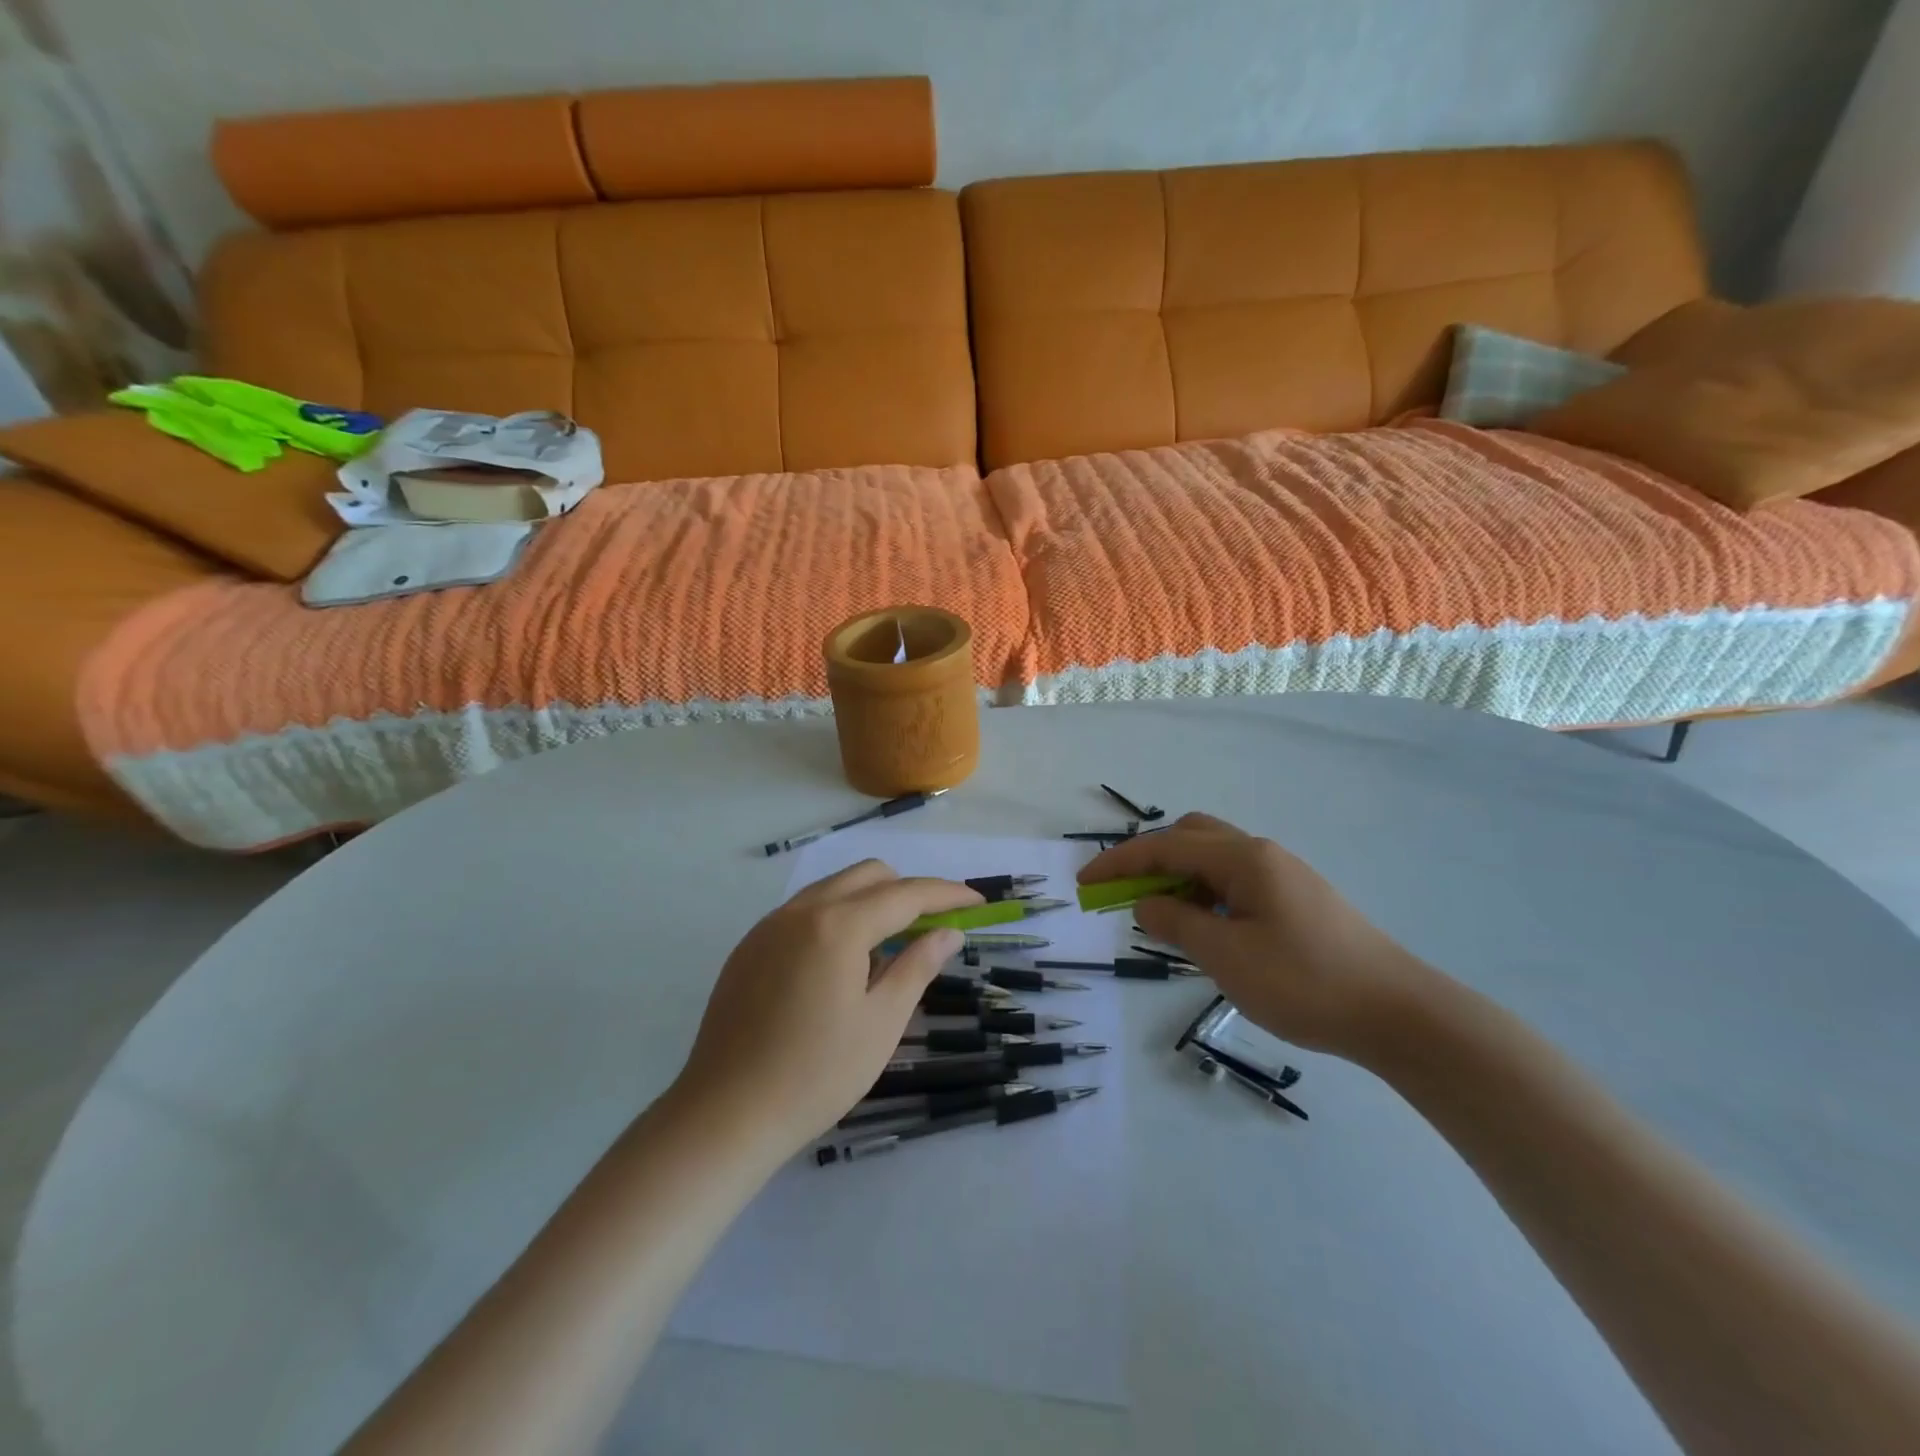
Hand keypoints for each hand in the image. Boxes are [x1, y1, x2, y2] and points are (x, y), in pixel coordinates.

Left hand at [670, 861, 979, 1157]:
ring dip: (870, 902)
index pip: (906, 894)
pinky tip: (841, 964)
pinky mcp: (750, 946)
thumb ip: (917, 966)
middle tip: (932, 929)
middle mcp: (802, 910)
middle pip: (868, 876)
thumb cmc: (816, 1074)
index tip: (977, 903)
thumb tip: (949, 932)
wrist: (725, 1114)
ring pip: (834, 888)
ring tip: (888, 948)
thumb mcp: (881, 1023)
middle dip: (907, 891)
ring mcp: (770, 925)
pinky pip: (804, 911)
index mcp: (838, 925)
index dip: (947, 895)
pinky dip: (836, 918)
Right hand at [1080, 812, 1435, 1058]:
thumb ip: (1176, 923)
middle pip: (1190, 837)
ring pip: (1213, 859)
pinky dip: (1205, 894)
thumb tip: (1144, 904)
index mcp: (1242, 858)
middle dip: (1150, 860)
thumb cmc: (1304, 982)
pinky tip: (1205, 929)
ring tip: (1161, 919)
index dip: (1119, 862)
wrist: (1398, 1013)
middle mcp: (1261, 854)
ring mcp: (1282, 875)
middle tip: (1125, 895)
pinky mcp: (1296, 900)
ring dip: (1178, 879)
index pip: (1165, 847)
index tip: (1084, 882)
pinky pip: (1234, 882)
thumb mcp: (1226, 955)